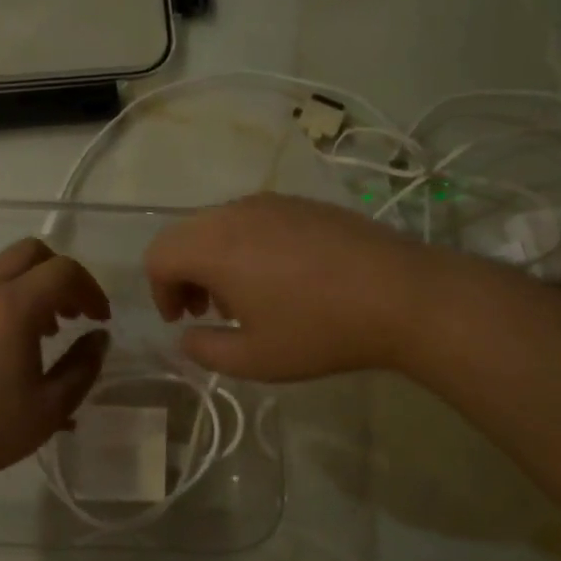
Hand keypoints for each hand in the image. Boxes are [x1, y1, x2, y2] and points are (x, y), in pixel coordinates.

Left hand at [0, 238, 111, 487]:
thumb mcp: (50, 408)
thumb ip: (83, 367)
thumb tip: (99, 338)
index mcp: (14, 306)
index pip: (64, 271)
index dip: (91, 290)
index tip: (101, 321)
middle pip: (33, 252)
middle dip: (63, 275)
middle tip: (76, 314)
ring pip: (6, 266)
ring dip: (36, 285)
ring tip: (49, 331)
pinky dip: (11, 296)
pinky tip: (14, 341)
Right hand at [145, 193, 427, 380]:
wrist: (401, 294)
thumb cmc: (320, 330)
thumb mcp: (255, 358)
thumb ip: (205, 350)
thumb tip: (187, 336)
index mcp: (214, 246)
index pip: (159, 255)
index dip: (160, 291)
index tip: (183, 320)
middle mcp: (235, 212)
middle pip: (186, 235)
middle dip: (185, 274)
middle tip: (208, 311)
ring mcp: (271, 202)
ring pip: (219, 224)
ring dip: (214, 258)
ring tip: (246, 296)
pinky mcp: (302, 202)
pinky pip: (253, 218)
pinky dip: (245, 244)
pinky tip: (281, 276)